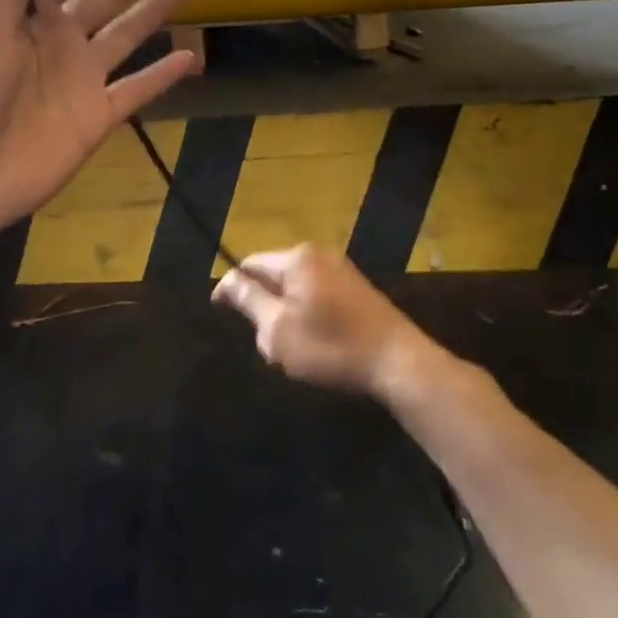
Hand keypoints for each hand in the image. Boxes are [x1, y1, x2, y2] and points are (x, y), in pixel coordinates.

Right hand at [212, 244, 439, 399]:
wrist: (398, 363)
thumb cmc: (331, 346)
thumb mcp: (278, 329)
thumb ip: (248, 300)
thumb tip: (226, 279)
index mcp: (297, 258)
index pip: (251, 263)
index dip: (232, 287)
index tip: (218, 311)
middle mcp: (318, 255)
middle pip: (274, 276)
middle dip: (263, 307)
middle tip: (264, 343)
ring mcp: (341, 271)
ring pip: (296, 290)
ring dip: (286, 316)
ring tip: (291, 352)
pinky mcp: (357, 290)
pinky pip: (318, 296)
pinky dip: (308, 318)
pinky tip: (317, 347)